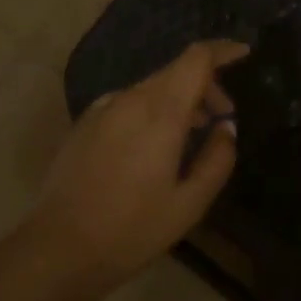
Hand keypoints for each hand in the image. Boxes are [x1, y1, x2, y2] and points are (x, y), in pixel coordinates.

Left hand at [23, 40, 245, 300]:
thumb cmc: (130, 231)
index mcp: (160, 112)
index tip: (244, 54)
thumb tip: (226, 127)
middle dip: (205, 83)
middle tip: (222, 116)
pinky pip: (131, 101)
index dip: (223, 50)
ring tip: (193, 133)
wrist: (55, 250)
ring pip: (153, 86)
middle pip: (176, 70)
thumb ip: (216, 160)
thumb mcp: (188, 206)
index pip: (196, 58)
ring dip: (179, 98)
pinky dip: (153, 108)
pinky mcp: (87, 121)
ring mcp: (105, 107)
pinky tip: (153, 145)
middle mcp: (132, 98)